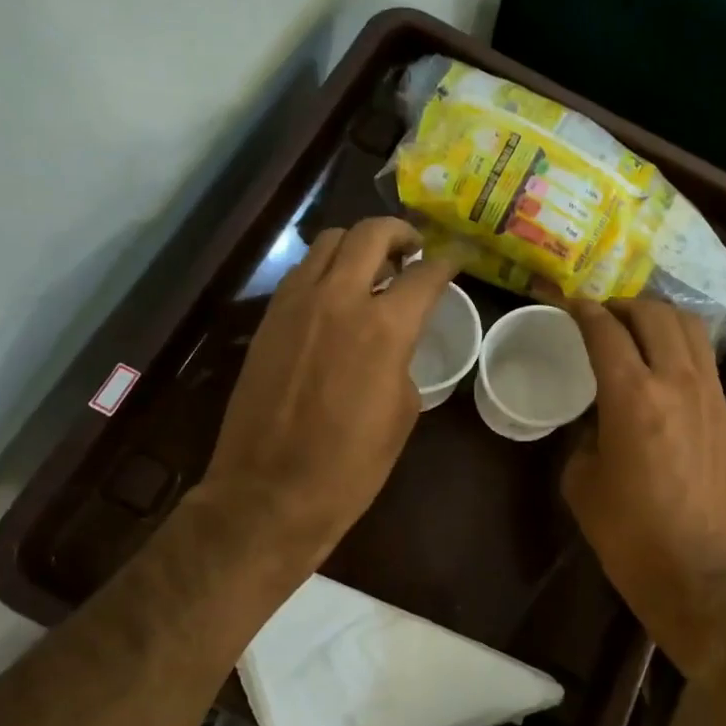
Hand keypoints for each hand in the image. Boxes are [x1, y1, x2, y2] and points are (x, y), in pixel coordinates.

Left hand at [199, 217, 458, 573]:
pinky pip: (301, 273)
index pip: (425, 275)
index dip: (447, 262)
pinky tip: (335, 295)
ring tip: (372, 267)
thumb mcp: (401, 414)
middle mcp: (339, 299)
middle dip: (399, 232)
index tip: (457, 258)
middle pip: (370, 234)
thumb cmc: (350, 466)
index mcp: (384, 328)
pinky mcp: (268, 319)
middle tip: (413, 249)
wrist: (270, 493)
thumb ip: (402, 361)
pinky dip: (326, 269)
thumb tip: (394, 344)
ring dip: (357, 245)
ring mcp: (295, 304)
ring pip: (328, 243)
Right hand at [562, 298, 725, 673]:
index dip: (580, 309)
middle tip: (597, 315)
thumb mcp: (584, 483)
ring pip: (689, 326)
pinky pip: (703, 355)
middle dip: (621, 305)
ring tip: (632, 327)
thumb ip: (584, 437)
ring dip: (657, 316)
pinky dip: (680, 341)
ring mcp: (709, 393)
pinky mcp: (725, 411)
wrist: (701, 573)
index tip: (562, 301)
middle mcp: (676, 381)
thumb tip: (596, 421)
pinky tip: (661, 358)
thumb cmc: (630, 534)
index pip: (605, 331)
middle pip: (654, 314)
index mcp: (632, 396)